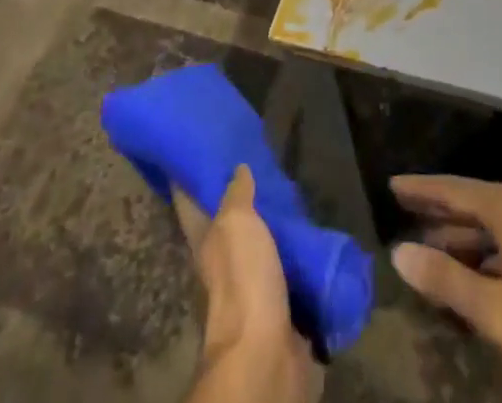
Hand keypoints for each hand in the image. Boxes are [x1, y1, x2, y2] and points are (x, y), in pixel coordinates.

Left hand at [175, 166, 322, 402]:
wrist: (266, 353)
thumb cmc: (243, 281)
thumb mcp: (236, 224)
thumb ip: (236, 194)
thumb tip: (238, 168)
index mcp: (207, 242)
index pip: (191, 203)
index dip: (190, 178)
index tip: (199, 149)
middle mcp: (225, 261)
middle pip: (229, 221)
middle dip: (241, 196)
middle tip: (257, 158)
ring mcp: (253, 283)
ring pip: (261, 242)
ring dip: (273, 222)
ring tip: (290, 187)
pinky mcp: (281, 301)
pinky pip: (289, 265)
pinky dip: (298, 250)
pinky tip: (311, 227)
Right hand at [389, 175, 501, 402]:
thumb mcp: (501, 312)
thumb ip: (448, 281)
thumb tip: (399, 252)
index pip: (453, 189)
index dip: (421, 189)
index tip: (391, 184)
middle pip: (472, 201)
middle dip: (438, 210)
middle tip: (403, 214)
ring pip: (492, 222)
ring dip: (462, 236)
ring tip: (431, 248)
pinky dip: (486, 250)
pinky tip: (477, 274)